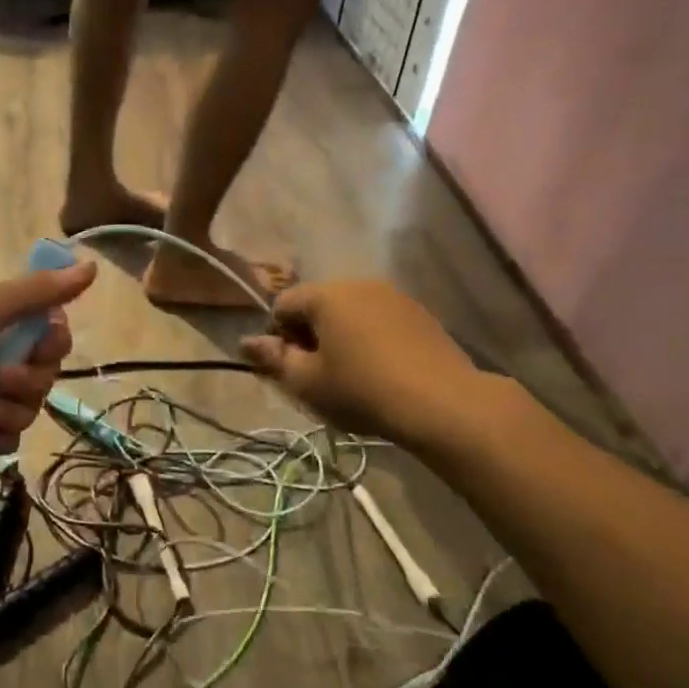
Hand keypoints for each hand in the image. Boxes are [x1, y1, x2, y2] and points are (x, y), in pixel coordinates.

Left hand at [0, 262, 96, 480]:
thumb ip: (36, 292)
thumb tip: (90, 265)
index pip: (50, 327)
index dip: (53, 340)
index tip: (40, 346)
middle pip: (45, 369)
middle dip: (31, 379)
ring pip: (30, 405)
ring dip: (13, 410)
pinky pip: (10, 435)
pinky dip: (2, 436)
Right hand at [241, 280, 484, 449]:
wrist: (442, 403)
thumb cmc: (361, 390)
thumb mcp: (307, 382)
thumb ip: (273, 358)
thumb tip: (246, 342)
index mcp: (325, 294)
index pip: (283, 304)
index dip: (277, 336)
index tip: (288, 368)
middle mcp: (359, 284)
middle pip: (318, 304)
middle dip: (309, 334)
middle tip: (317, 374)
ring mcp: (394, 296)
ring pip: (350, 312)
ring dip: (340, 336)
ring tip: (350, 374)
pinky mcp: (420, 314)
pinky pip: (379, 320)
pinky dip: (370, 338)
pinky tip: (380, 370)